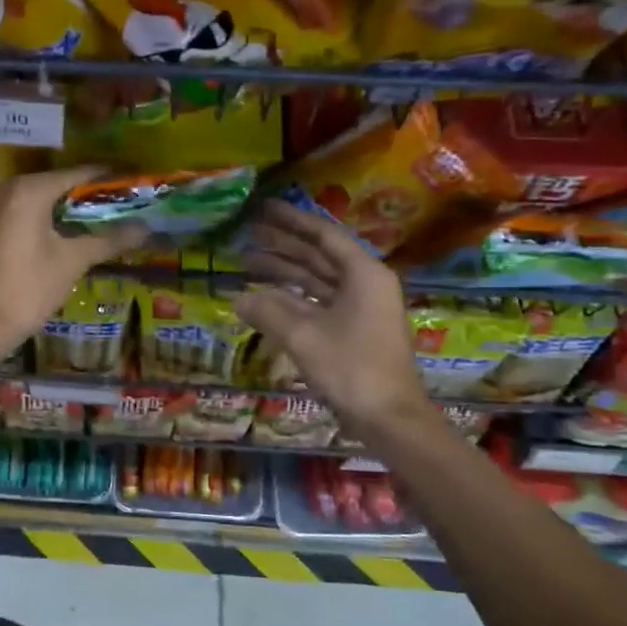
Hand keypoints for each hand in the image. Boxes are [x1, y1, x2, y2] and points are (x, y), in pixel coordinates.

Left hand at [0, 165, 146, 350]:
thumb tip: (147, 228)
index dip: (110, 178)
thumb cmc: (28, 288)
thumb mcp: (73, 261)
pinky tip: (68, 234)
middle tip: (124, 205)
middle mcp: (8, 188)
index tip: (136, 183)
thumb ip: (109, 239)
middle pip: (59, 184)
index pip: (79, 174)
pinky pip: (24, 211)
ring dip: (69, 209)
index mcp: (30, 189)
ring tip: (102, 220)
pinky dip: (47, 218)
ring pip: (40, 199)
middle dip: (90, 195)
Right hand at [233, 200, 433, 433]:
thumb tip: (238, 297)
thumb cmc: (351, 368)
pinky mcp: (354, 330)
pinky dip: (293, 298)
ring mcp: (361, 308)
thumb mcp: (304, 336)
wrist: (389, 417)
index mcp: (363, 274)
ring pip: (317, 280)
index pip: (324, 236)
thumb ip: (269, 311)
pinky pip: (319, 302)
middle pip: (319, 255)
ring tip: (248, 261)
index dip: (292, 221)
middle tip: (248, 231)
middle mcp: (365, 284)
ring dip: (285, 271)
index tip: (263, 208)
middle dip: (283, 244)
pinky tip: (265, 297)